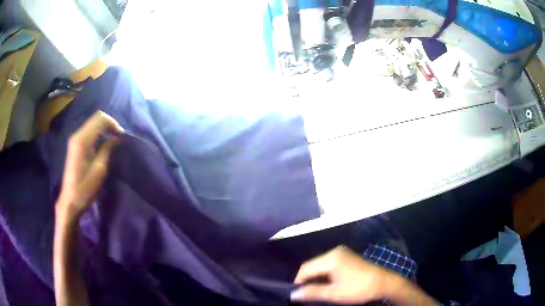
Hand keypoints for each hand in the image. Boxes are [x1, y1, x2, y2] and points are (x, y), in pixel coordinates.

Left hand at [56, 111, 123, 220]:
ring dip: (104, 129)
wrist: (70, 201)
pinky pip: (89, 132)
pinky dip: (98, 134)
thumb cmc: (84, 188)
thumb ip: (107, 150)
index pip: (99, 119)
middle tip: (119, 138)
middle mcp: (77, 135)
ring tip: (114, 141)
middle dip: (109, 125)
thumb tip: (117, 138)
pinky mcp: (75, 146)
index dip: (113, 123)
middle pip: (96, 119)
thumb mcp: (99, 170)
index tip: (122, 136)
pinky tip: (103, 144)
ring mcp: (75, 140)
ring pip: (92, 124)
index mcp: (82, 140)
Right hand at [291, 246, 399, 303]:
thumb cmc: (359, 289)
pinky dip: (324, 274)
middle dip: (307, 280)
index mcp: (331, 258)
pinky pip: (328, 264)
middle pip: (312, 265)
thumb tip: (293, 295)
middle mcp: (334, 252)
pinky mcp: (346, 256)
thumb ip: (312, 293)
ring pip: (319, 265)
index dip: (298, 282)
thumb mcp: (334, 294)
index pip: (305, 268)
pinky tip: (326, 284)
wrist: (383, 283)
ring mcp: (341, 253)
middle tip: (306, 294)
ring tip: (315, 291)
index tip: (298, 295)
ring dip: (315, 277)